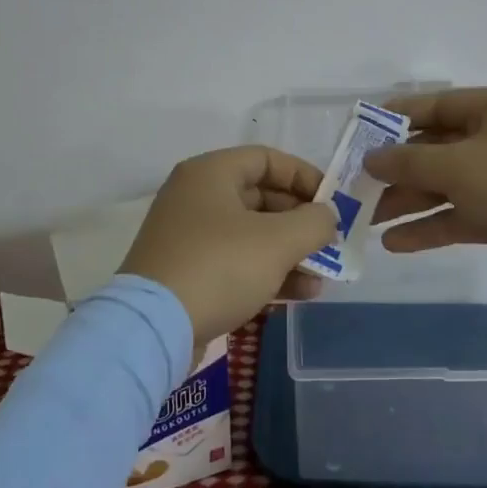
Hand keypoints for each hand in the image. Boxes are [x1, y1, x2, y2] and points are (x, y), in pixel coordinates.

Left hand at [120, 146, 338, 345]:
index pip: (267, 159)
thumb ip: (313, 222)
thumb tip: (326, 217)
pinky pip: (236, 262)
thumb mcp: (278, 241)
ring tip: (323, 275)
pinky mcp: (187, 272)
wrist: (153, 328)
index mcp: (210, 173)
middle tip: (330, 241)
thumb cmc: (219, 266)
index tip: (332, 201)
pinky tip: (301, 294)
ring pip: (251, 234)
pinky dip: (267, 272)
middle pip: (260, 197)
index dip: (304, 176)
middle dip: (300, 221)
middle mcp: (195, 197)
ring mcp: (189, 237)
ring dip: (290, 252)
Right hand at [364, 87, 486, 307]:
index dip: (394, 119)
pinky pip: (462, 214)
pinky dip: (432, 226)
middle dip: (398, 169)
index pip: (436, 106)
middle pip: (438, 148)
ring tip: (367, 221)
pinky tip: (396, 243)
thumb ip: (409, 160)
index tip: (357, 135)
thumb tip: (371, 158)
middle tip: (356, 187)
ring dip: (409, 201)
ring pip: (447, 184)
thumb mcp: (460, 167)